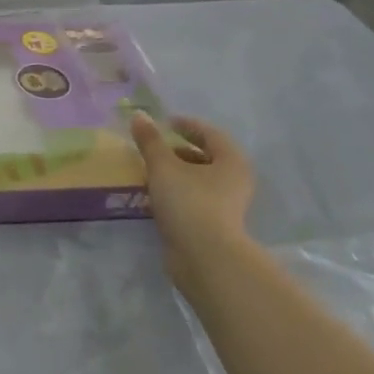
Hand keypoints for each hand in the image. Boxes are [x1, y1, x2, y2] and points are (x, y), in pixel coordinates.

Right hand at [131, 111, 256, 257]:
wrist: (205, 258)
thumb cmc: (189, 202)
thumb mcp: (163, 166)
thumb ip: (150, 141)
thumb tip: (139, 115)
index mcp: (231, 161)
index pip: (209, 133)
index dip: (186, 125)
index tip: (164, 123)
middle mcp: (235, 180)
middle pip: (205, 157)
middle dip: (178, 151)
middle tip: (153, 148)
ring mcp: (227, 205)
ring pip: (198, 180)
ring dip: (175, 173)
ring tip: (148, 171)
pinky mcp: (214, 225)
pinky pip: (193, 200)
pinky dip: (176, 193)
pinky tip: (154, 196)